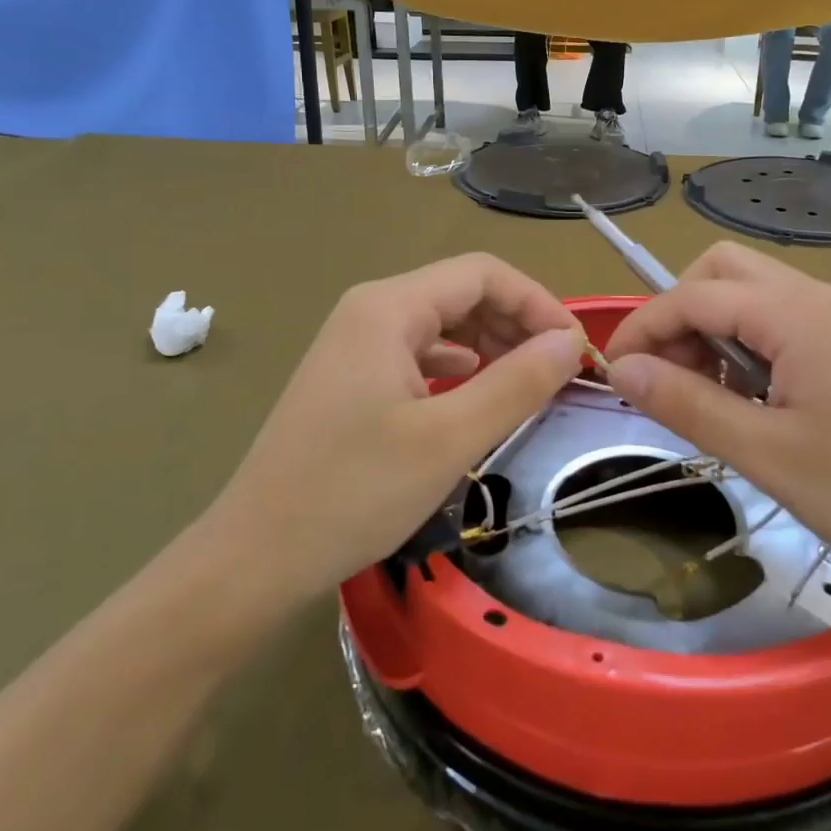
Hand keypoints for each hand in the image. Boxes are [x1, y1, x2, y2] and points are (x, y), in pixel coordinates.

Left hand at [201, 255, 585, 603]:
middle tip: (558, 372)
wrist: (256, 556)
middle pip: (461, 292)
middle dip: (516, 323)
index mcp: (388, 307)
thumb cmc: (355, 492)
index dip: (537, 302)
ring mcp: (354, 344)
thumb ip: (517, 383)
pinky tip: (475, 392)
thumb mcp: (450, 438)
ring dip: (490, 344)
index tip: (575, 350)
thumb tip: (570, 343)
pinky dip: (457, 366)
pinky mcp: (349, 378)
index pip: (483, 274)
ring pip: (440, 323)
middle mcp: (369, 310)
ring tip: (527, 383)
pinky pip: (417, 353)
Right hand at [603, 242, 830, 589]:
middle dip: (679, 314)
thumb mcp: (767, 454)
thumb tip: (622, 371)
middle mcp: (816, 297)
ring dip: (712, 330)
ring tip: (706, 396)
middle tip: (668, 377)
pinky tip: (750, 400)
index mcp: (795, 313)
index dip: (644, 327)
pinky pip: (780, 321)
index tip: (614, 375)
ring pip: (751, 294)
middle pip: (722, 271)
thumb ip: (688, 404)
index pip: (693, 294)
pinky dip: (745, 345)